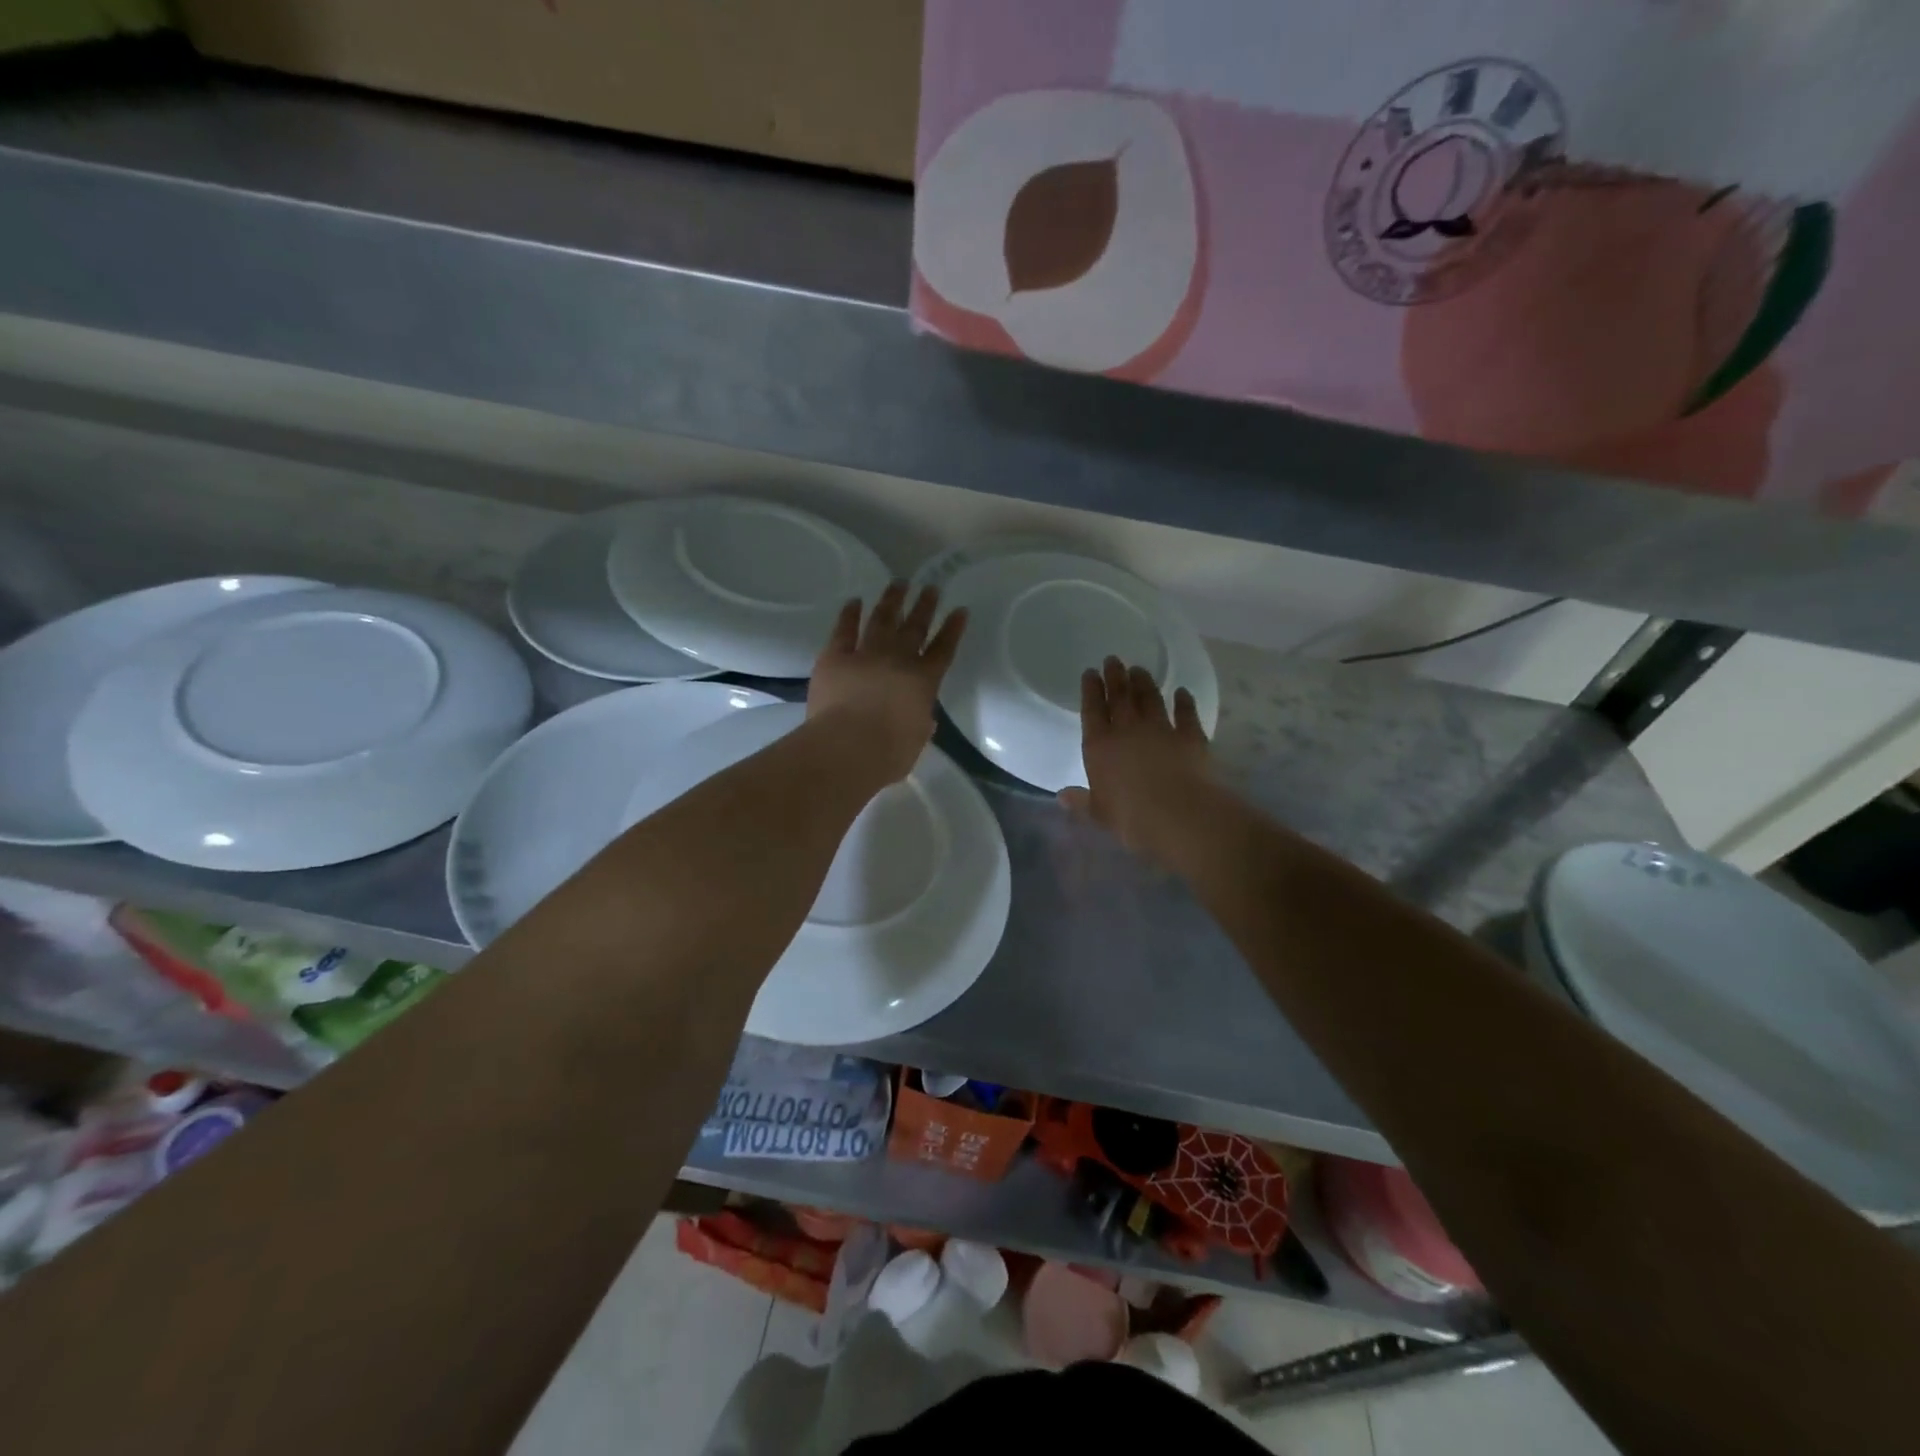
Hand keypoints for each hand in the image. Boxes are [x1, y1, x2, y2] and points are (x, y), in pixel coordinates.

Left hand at [808, 581, 966, 785]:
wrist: (848, 747)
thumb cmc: (888, 753)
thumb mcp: (916, 741)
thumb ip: (920, 724)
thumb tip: (922, 718)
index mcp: (924, 682)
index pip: (944, 649)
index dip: (953, 629)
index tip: (959, 610)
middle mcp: (898, 660)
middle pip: (915, 627)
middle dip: (925, 606)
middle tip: (930, 587)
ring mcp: (866, 654)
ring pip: (882, 619)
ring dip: (892, 600)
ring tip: (899, 583)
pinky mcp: (835, 657)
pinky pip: (844, 629)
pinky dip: (850, 614)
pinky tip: (854, 601)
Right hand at [1060, 657, 1211, 861]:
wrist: (1179, 814)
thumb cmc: (1131, 817)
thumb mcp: (1099, 813)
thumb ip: (1082, 801)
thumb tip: (1062, 796)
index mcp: (1100, 746)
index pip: (1092, 710)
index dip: (1090, 690)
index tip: (1091, 672)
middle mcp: (1128, 730)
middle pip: (1120, 696)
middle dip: (1115, 676)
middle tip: (1114, 659)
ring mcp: (1160, 729)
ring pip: (1150, 698)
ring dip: (1144, 683)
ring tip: (1139, 670)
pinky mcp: (1190, 736)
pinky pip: (1185, 713)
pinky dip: (1184, 701)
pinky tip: (1182, 693)